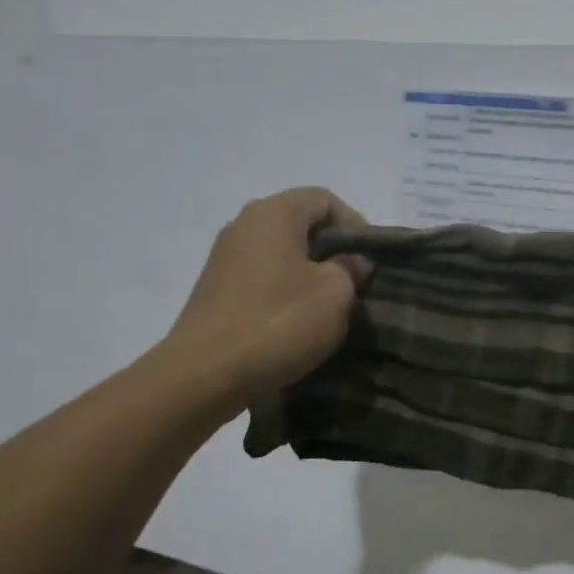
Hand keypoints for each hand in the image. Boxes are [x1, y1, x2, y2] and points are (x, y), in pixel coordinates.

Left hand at [166, 188, 371, 405]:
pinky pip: (262, 278)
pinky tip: (296, 322)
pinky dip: (284, 292)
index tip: (369, 260)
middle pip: (300, 224)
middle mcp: (244, 224)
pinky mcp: (216, 289)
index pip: (324, 199)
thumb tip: (352, 262)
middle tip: (355, 284)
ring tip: (328, 307)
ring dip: (309, 274)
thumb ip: (351, 269)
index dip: (354, 224)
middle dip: (332, 251)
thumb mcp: (335, 295)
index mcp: (274, 213)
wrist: (205, 374)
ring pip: (281, 253)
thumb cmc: (278, 323)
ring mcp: (225, 258)